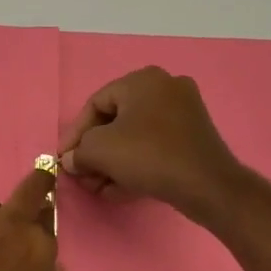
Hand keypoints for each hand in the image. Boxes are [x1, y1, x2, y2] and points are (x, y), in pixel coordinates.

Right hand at [58, 67, 244, 227]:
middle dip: (94, 153)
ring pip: (134, 137)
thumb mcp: (98, 150)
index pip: (95, 104)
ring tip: (99, 188)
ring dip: (111, 163)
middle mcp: (165, 88)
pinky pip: (153, 146)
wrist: (207, 185)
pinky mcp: (193, 137)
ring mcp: (183, 112)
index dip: (74, 134)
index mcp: (142, 81)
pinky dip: (134, 165)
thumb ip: (77, 152)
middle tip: (82, 175)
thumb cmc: (147, 156)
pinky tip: (119, 189)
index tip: (64, 158)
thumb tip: (71, 160)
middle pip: (114, 122)